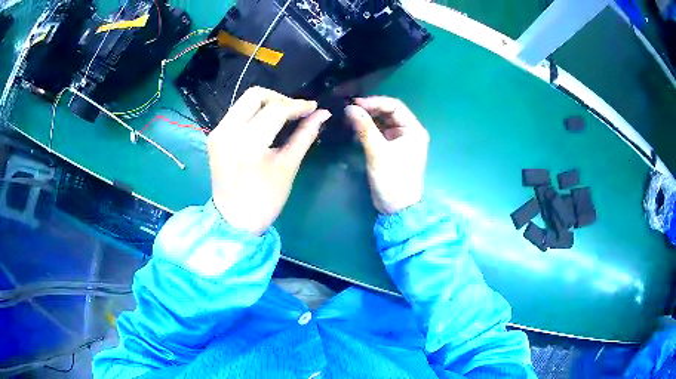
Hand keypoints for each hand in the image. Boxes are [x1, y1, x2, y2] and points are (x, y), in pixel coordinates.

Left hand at [208, 87, 330, 234]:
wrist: (233, 220)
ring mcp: (218, 133)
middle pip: (255, 95)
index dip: (297, 105)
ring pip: (244, 101)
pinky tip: (266, 125)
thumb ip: (304, 136)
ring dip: (267, 104)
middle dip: (279, 99)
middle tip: (295, 112)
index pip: (276, 110)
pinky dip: (254, 113)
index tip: (313, 108)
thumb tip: (323, 114)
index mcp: (248, 144)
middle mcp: (228, 132)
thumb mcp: (288, 167)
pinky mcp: (214, 136)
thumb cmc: (265, 200)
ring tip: (284, 117)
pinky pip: (236, 113)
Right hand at [346, 97, 428, 213]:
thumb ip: (365, 128)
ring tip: (348, 117)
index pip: (394, 106)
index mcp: (413, 129)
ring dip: (366, 119)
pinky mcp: (390, 148)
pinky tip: (353, 128)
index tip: (354, 104)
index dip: (374, 102)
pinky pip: (378, 133)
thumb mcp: (378, 152)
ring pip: (382, 122)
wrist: (396, 208)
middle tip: (348, 110)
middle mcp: (408, 131)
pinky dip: (367, 129)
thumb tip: (349, 108)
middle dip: (369, 109)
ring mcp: (399, 140)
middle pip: (388, 112)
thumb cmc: (393, 180)